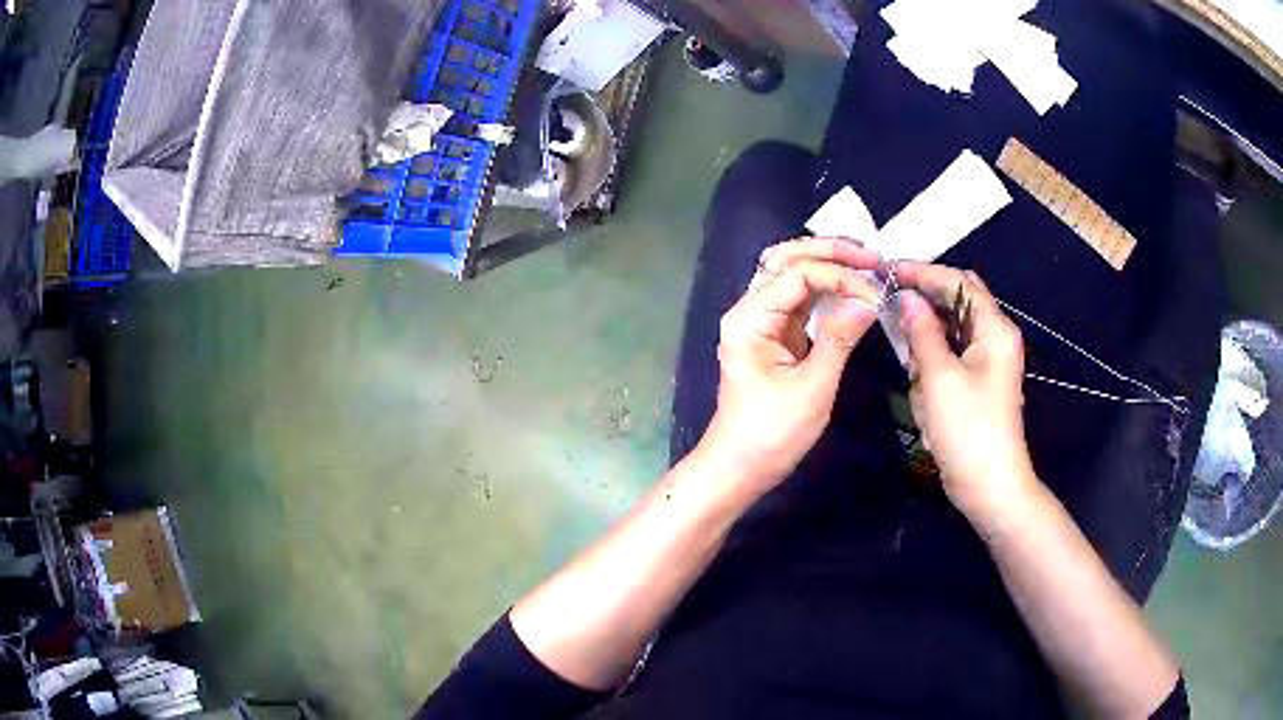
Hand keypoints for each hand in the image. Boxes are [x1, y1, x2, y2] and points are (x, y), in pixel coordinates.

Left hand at [695, 238, 881, 497]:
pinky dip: (824, 287)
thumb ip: (839, 339)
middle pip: (785, 259)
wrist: (739, 467)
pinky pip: (797, 297)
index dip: (839, 276)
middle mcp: (750, 310)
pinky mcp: (773, 335)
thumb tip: (869, 300)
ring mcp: (760, 321)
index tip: (875, 294)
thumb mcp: (812, 388)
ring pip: (790, 273)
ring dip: (826, 263)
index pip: (797, 274)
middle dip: (828, 251)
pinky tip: (849, 285)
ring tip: (864, 261)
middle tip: (870, 255)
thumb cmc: (771, 434)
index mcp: (750, 319)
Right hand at [893, 264, 1038, 521]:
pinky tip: (914, 359)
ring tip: (898, 329)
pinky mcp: (979, 381)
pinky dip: (933, 352)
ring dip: (927, 327)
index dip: (925, 272)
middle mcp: (996, 337)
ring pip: (953, 326)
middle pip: (959, 300)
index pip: (959, 283)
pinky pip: (953, 352)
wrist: (989, 485)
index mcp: (995, 329)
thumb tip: (906, 298)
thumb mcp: (939, 377)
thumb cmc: (968, 429)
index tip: (889, 270)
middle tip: (889, 294)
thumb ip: (922, 331)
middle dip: (926, 296)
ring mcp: (989, 360)